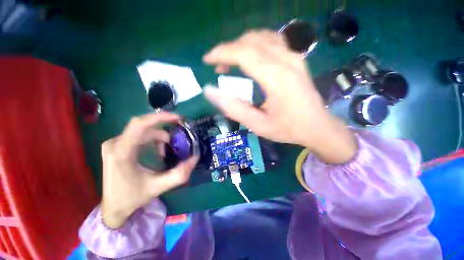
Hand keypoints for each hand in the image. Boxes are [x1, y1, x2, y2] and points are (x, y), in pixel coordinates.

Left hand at [100, 112, 197, 228]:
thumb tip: (195, 158)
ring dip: (158, 137)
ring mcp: (114, 144)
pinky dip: (152, 139)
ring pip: (142, 130)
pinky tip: (157, 151)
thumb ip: (179, 174)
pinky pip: (138, 135)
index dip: (160, 118)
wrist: (113, 207)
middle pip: (143, 126)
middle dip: (163, 129)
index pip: (139, 125)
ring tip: (166, 151)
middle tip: (178, 134)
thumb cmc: (132, 197)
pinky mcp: (117, 146)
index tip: (178, 119)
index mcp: (122, 153)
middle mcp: (115, 144)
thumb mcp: (158, 187)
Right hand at [203, 30, 355, 163]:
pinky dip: (256, 44)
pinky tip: (250, 57)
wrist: (317, 127)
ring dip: (241, 46)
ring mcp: (294, 57)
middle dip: (229, 50)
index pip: (243, 53)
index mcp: (276, 78)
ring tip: (231, 62)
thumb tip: (210, 91)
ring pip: (262, 37)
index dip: (222, 53)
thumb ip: (234, 108)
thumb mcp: (257, 125)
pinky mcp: (297, 59)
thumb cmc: (287, 128)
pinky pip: (273, 41)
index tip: (207, 60)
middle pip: (251, 41)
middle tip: (218, 66)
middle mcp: (286, 60)